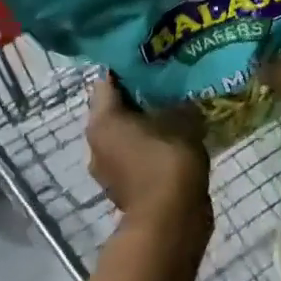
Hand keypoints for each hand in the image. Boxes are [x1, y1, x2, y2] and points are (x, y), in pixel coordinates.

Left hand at [86, 74, 210, 238]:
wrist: (170, 222)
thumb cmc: (168, 161)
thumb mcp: (182, 119)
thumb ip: (179, 100)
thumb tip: (184, 92)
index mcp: (102, 120)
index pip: (108, 80)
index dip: (130, 67)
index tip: (154, 58)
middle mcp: (96, 142)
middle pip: (116, 107)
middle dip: (140, 95)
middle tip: (169, 82)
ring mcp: (108, 169)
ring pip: (126, 133)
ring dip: (146, 123)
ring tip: (176, 110)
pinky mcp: (124, 188)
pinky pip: (136, 156)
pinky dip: (151, 147)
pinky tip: (177, 140)